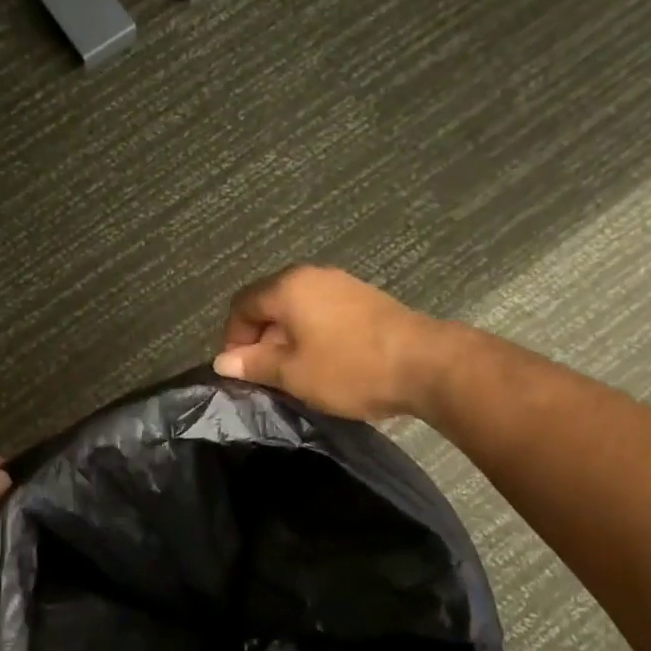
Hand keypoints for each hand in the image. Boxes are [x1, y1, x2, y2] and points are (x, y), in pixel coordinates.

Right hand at [213, 265, 452, 419]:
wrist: (428, 364)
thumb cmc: (350, 367)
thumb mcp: (293, 373)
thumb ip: (254, 364)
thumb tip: (222, 361)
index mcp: (288, 287)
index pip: (242, 305)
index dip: (233, 338)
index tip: (242, 371)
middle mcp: (312, 276)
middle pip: (269, 303)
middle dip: (260, 338)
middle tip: (267, 374)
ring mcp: (342, 284)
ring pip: (297, 308)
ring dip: (287, 338)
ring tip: (296, 371)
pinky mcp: (365, 298)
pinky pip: (322, 311)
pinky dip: (312, 333)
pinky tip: (325, 361)